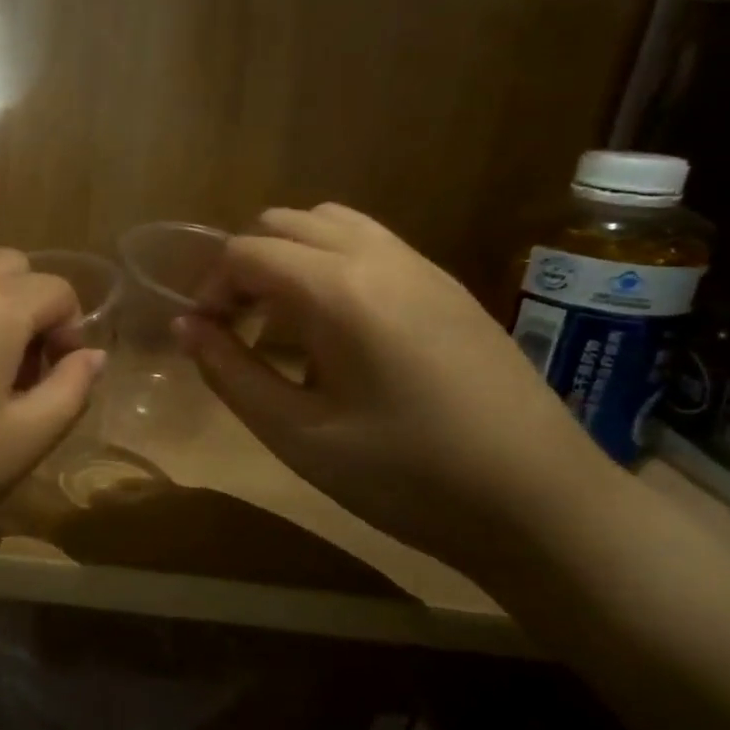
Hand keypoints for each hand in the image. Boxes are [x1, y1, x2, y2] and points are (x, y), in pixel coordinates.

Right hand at [176, 205, 626, 577]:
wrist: (544, 506)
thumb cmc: (406, 477)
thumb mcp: (297, 434)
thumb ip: (230, 373)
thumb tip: (186, 327)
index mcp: (338, 290)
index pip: (246, 252)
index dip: (210, 289)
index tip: (205, 337)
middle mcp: (379, 257)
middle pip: (285, 223)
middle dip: (245, 265)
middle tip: (236, 327)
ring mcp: (422, 266)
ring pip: (331, 224)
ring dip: (289, 258)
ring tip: (281, 321)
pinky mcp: (448, 287)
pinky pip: (370, 245)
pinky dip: (330, 264)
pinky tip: (336, 328)